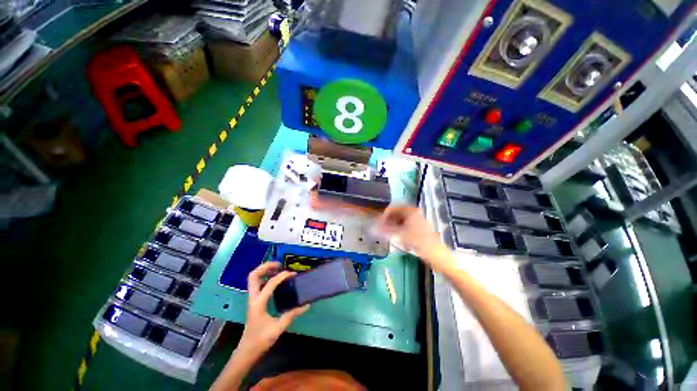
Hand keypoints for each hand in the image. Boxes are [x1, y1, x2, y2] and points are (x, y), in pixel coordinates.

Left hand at [237, 262, 309, 357]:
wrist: (247, 351)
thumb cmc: (261, 340)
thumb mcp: (278, 328)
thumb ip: (292, 315)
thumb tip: (306, 305)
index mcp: (258, 303)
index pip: (270, 283)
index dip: (282, 276)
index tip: (293, 274)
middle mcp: (253, 298)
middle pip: (254, 275)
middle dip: (266, 267)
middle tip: (279, 265)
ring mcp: (252, 299)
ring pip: (253, 278)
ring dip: (264, 271)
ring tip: (278, 269)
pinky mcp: (254, 302)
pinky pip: (257, 284)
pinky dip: (265, 278)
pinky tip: (275, 281)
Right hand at [377, 205, 444, 259]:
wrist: (434, 252)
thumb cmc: (417, 241)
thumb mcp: (400, 235)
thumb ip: (386, 230)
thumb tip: (375, 228)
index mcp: (410, 211)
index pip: (393, 207)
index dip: (385, 214)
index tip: (379, 222)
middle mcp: (414, 212)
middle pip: (397, 211)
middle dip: (388, 218)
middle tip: (382, 226)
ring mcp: (417, 218)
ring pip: (401, 217)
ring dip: (392, 222)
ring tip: (387, 231)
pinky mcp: (418, 225)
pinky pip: (405, 222)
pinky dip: (398, 225)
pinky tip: (395, 233)